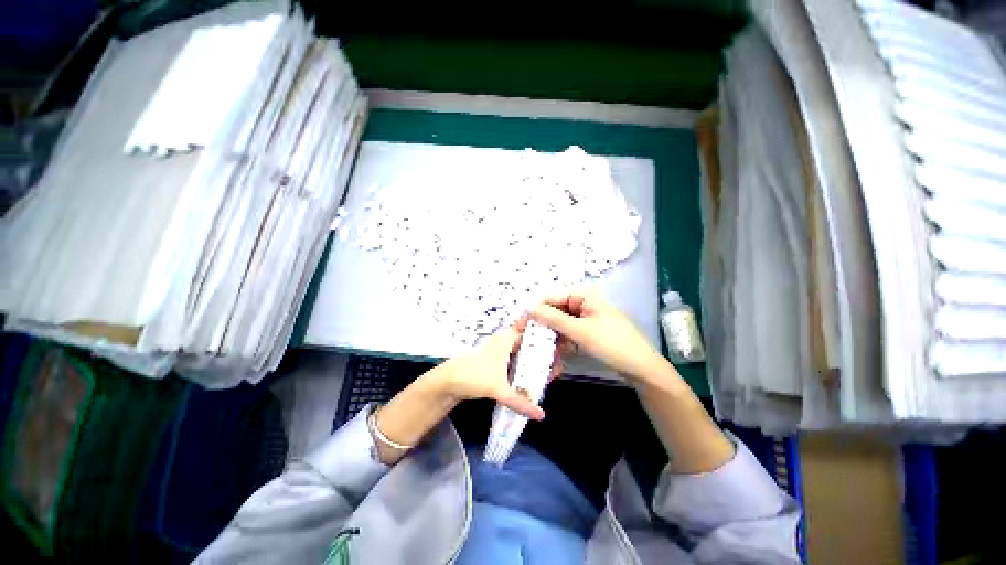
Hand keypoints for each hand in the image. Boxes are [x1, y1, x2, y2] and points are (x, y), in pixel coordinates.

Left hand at [427, 320, 546, 420]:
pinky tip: (530, 376)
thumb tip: (541, 415)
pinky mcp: (494, 361)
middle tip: (557, 360)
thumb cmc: (473, 376)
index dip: (543, 333)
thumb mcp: (498, 389)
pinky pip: (514, 359)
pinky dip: (523, 365)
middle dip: (541, 350)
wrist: (447, 382)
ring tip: (548, 368)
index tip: (558, 340)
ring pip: (521, 351)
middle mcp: (504, 342)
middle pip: (527, 342)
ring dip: (532, 358)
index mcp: (506, 340)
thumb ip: (520, 401)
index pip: (528, 329)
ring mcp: (499, 351)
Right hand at [531, 289, 667, 383]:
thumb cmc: (612, 344)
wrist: (641, 368)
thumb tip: (529, 308)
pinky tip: (553, 354)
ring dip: (551, 336)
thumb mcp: (580, 331)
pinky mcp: (588, 332)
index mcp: (584, 296)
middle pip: (556, 310)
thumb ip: (553, 318)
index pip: (553, 297)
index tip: (522, 323)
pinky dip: (561, 343)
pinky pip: (568, 333)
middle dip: (543, 325)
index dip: (536, 309)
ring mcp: (586, 318)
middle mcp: (583, 303)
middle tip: (527, 339)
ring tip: (539, 349)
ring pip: (561, 324)